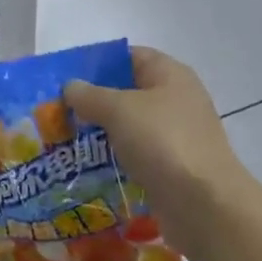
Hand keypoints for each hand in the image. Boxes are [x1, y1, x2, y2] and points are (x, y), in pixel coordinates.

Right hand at [65, 47, 252, 217]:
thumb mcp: (118, 109)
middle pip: (127, 91)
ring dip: (100, 130)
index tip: (65, 77)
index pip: (129, 56)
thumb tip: (70, 87)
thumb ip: (89, 95)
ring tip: (65, 137)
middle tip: (58, 109)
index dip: (97, 62)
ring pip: (129, 124)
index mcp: (169, 74)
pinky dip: (113, 156)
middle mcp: (175, 99)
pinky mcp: (171, 165)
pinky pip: (135, 152)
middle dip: (93, 100)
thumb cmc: (162, 142)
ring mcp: (175, 134)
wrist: (204, 204)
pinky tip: (88, 164)